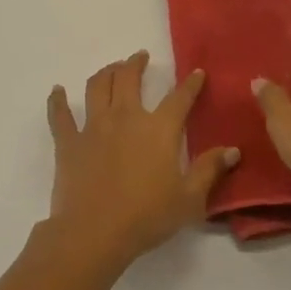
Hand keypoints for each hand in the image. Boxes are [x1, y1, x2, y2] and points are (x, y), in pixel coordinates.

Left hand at [44, 51, 239, 269]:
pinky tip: (57, 91)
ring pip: (98, 87)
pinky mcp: (68, 142)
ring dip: (106, 72)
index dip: (191, 84)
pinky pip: (60, 115)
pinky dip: (57, 100)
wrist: (95, 232)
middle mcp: (126, 117)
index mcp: (159, 129)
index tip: (196, 72)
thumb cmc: (147, 217)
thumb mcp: (189, 199)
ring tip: (111, 68)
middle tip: (140, 57)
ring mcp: (93, 127)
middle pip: (129, 78)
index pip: (179, 98)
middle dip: (136, 63)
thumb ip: (209, 170)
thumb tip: (233, 150)